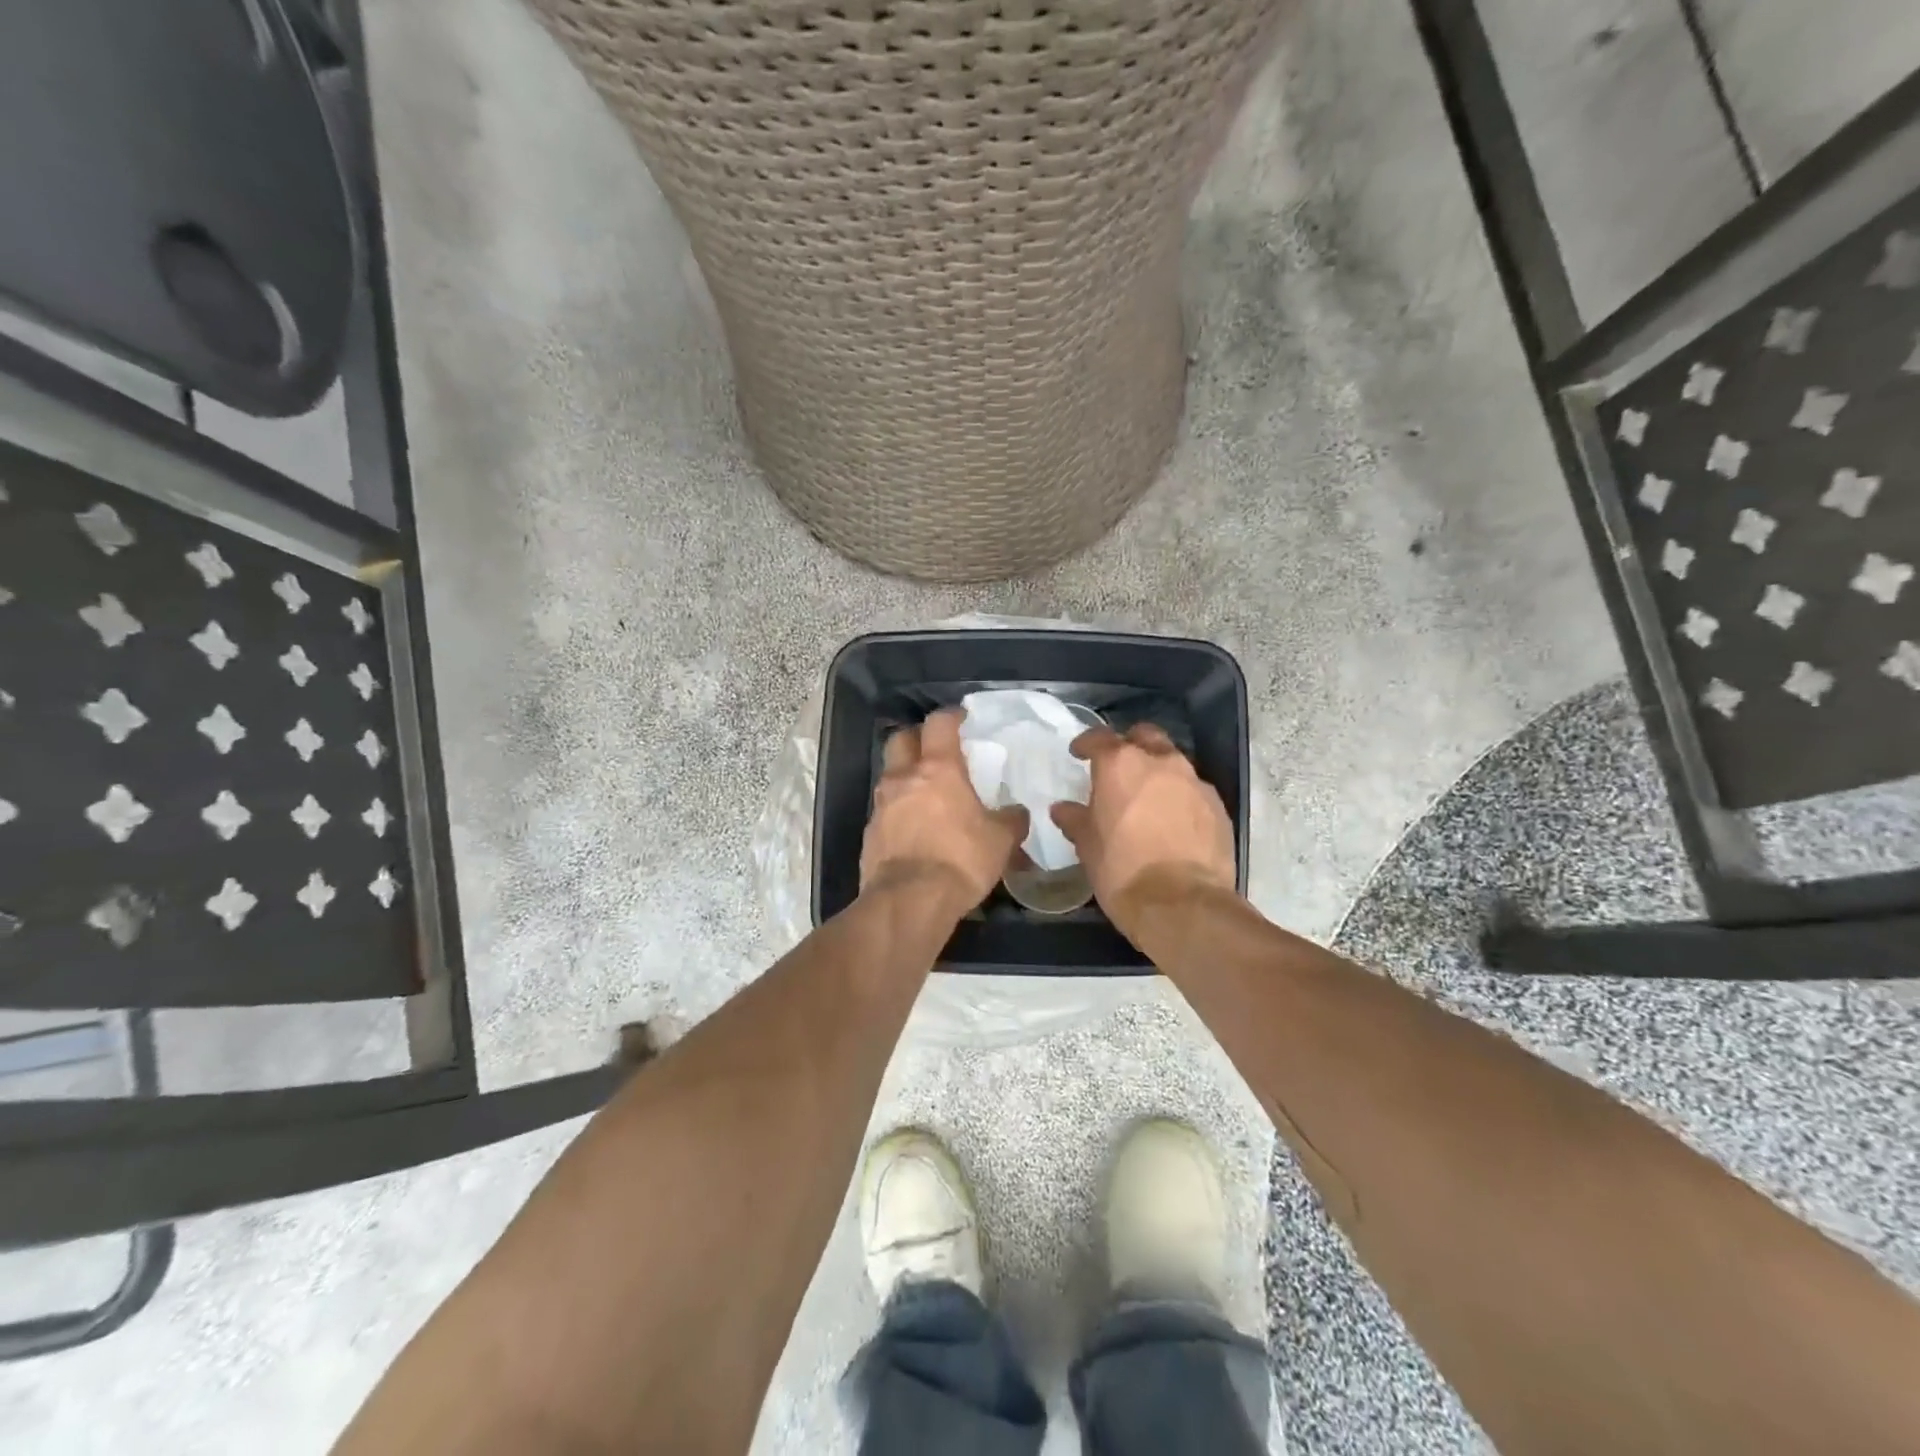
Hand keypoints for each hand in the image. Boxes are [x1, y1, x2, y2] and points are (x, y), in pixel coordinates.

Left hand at [861, 709, 1028, 914]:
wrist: (910, 900)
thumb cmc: (960, 860)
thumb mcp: (1000, 841)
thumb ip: (1010, 821)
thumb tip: (1017, 813)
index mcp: (938, 769)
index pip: (939, 724)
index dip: (950, 716)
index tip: (960, 718)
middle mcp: (904, 778)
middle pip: (901, 739)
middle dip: (917, 738)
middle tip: (935, 749)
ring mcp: (882, 804)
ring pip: (889, 774)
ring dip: (905, 774)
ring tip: (925, 790)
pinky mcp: (870, 832)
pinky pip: (884, 808)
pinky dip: (898, 808)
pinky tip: (913, 825)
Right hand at [1051, 725, 1236, 938]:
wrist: (1182, 905)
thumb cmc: (1122, 870)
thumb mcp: (1087, 846)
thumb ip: (1075, 820)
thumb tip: (1063, 809)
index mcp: (1121, 764)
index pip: (1100, 738)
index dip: (1086, 744)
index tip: (1079, 754)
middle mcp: (1161, 762)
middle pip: (1144, 736)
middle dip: (1130, 745)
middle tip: (1118, 769)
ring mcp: (1194, 782)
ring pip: (1173, 762)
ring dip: (1157, 772)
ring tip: (1146, 798)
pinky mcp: (1218, 806)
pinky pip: (1193, 790)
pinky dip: (1180, 797)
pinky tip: (1172, 822)